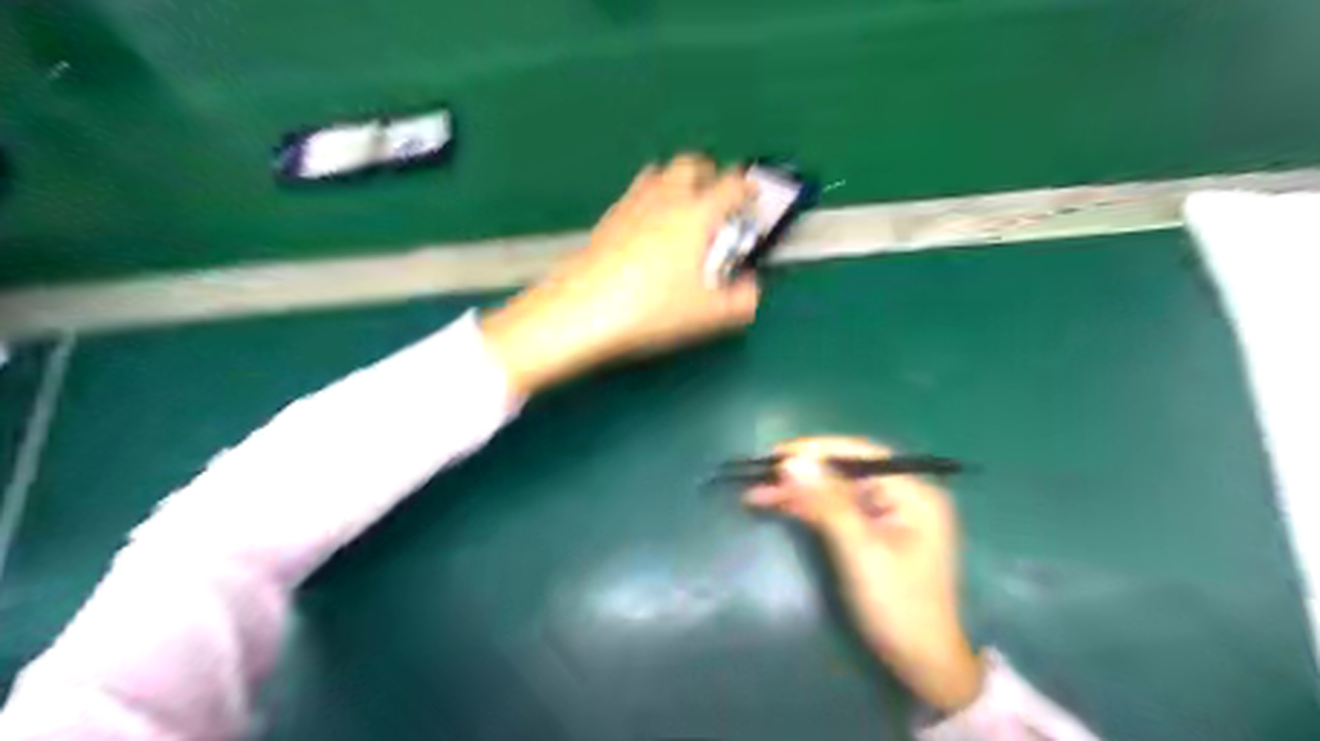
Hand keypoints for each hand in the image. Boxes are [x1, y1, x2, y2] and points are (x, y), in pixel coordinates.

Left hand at [480, 153, 758, 396]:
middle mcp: (665, 198)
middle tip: (717, 199)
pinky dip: (650, 200)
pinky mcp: (607, 218)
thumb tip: (751, 289)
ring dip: (677, 183)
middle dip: (710, 174)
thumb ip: (742, 300)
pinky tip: (649, 231)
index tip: (753, 199)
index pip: (732, 185)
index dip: (748, 189)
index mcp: (696, 214)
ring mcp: (632, 204)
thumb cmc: (650, 309)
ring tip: (683, 211)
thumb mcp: (707, 314)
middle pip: (691, 163)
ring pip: (660, 173)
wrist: (582, 310)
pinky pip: (635, 193)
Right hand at [746, 435, 984, 710]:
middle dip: (803, 473)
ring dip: (799, 491)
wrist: (921, 664)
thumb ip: (827, 503)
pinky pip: (837, 509)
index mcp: (914, 493)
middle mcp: (904, 495)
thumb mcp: (859, 550)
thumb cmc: (897, 605)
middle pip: (846, 471)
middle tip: (759, 473)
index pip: (861, 454)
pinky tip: (778, 505)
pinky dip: (808, 508)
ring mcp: (889, 514)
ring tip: (756, 491)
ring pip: (836, 490)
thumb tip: (792, 461)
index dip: (817, 450)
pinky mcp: (873, 532)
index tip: (776, 454)